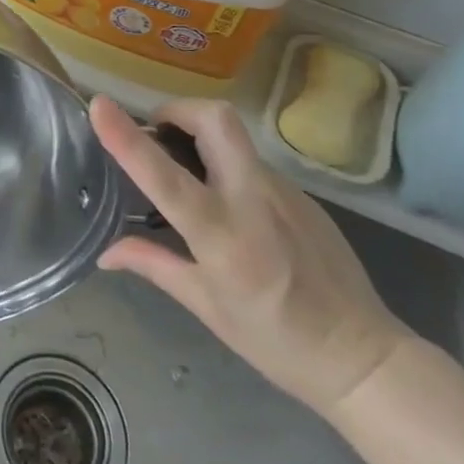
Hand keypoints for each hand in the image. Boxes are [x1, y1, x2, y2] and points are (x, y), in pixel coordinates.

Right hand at [92, 95, 410, 414]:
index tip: (99, 106)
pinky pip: (251, 161)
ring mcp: (283, 191)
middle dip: (176, 110)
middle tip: (156, 134)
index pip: (165, 177)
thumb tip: (105, 253)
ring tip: (185, 170)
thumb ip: (154, 265)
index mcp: (223, 236)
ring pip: (233, 135)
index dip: (127, 138)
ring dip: (198, 135)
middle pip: (215, 120)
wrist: (364, 357)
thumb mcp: (206, 307)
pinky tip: (226, 203)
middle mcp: (253, 200)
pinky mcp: (301, 192)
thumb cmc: (275, 340)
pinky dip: (224, 164)